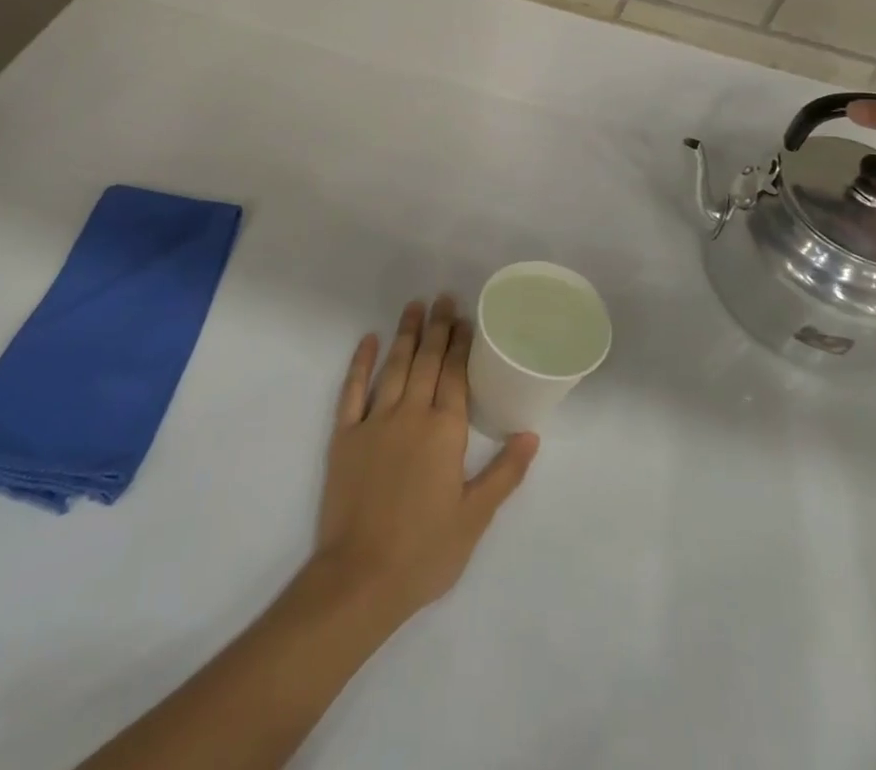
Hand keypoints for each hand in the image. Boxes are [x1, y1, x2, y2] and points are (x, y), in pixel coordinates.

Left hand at [311, 296, 538, 628]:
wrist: (360, 577)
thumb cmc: (425, 552)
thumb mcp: (475, 518)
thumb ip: (504, 473)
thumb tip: (531, 435)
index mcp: (444, 432)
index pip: (454, 375)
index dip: (460, 344)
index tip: (465, 318)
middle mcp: (411, 414)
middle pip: (426, 361)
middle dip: (437, 328)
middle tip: (443, 298)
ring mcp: (374, 421)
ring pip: (394, 366)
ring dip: (405, 334)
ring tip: (414, 306)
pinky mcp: (345, 434)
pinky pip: (352, 389)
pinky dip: (361, 362)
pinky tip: (368, 340)